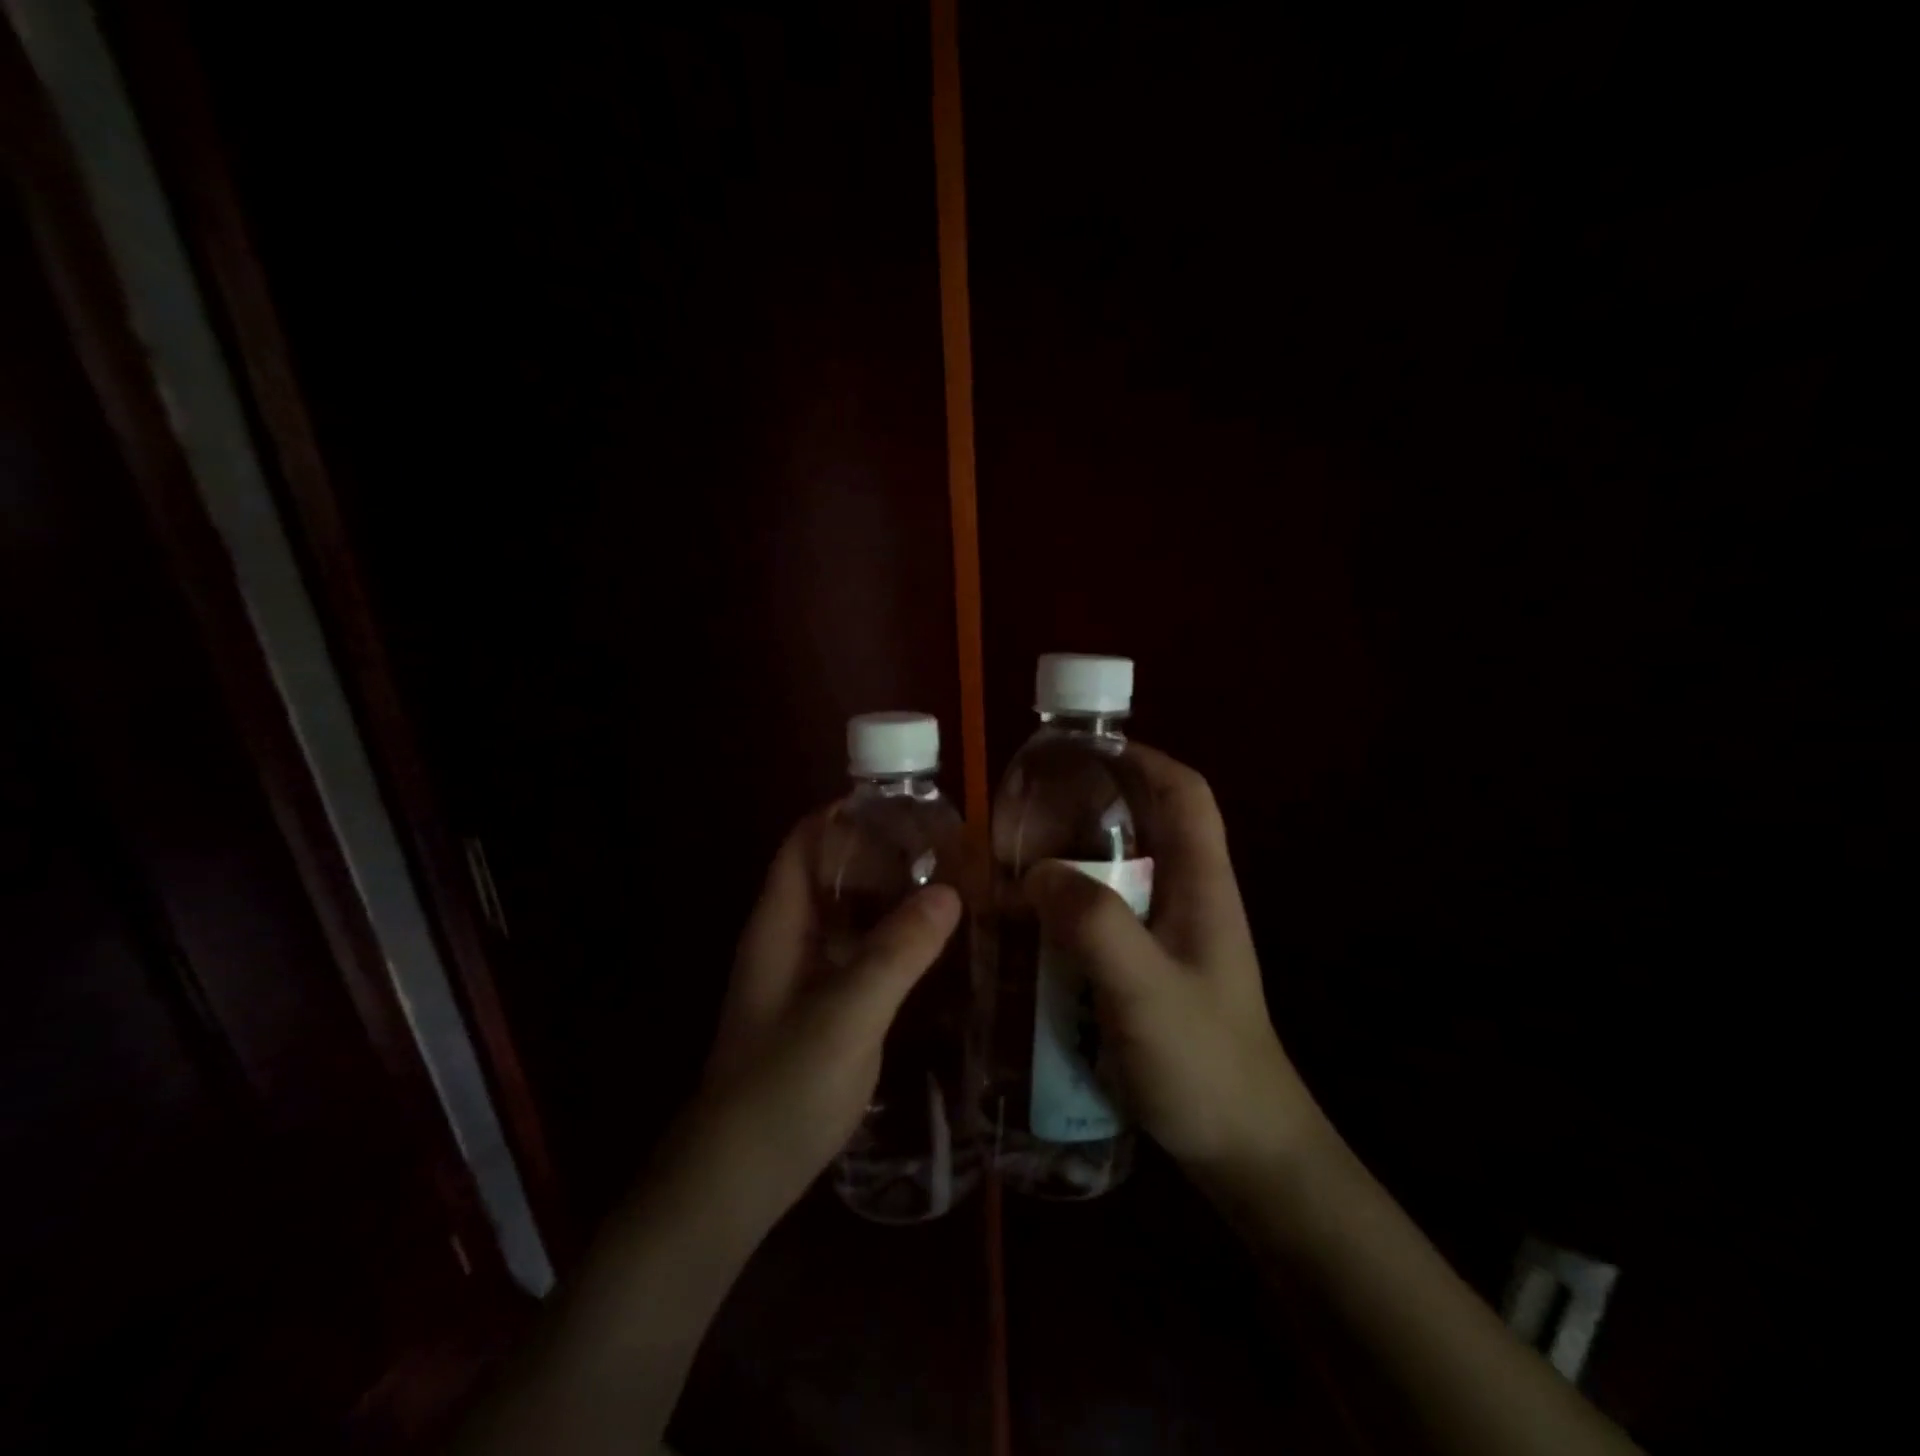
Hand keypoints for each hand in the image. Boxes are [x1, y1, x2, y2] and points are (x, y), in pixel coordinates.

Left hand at [685, 812, 962, 1225]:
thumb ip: (897, 953)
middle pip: (831, 873)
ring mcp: (806, 976)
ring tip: (953, 884)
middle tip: (947, 846)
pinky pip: (861, 953)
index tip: (906, 805)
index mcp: (779, 924)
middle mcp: (789, 939)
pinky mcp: (824, 1008)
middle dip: (882, 853)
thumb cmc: (781, 1090)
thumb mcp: (846, 1016)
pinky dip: (894, 938)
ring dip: (892, 896)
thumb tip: (951, 892)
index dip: (846, 815)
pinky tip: (937, 946)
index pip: (806, 843)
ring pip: (850, 914)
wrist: (738, 1180)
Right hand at [1024, 745, 1320, 1179]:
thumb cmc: (1204, 1065)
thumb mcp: (1145, 993)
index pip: (1185, 792)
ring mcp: (1168, 935)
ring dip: (1068, 863)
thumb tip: (1037, 871)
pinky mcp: (1147, 967)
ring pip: (1116, 873)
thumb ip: (1095, 927)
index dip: (1140, 758)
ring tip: (1010, 865)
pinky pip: (1102, 918)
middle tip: (1022, 816)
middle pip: (1142, 826)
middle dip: (1085, 810)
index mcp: (1202, 884)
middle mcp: (1187, 897)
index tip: (1080, 752)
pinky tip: (1027, 927)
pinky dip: (1065, 909)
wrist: (1243, 1151)